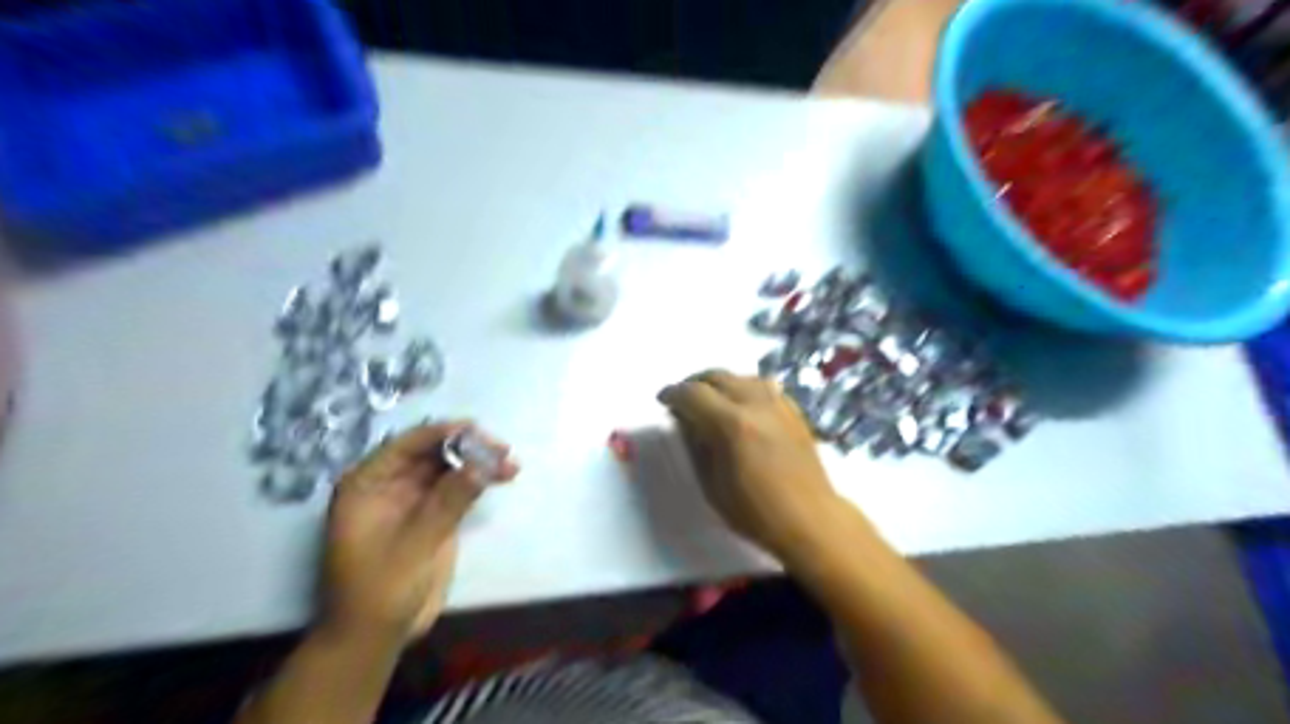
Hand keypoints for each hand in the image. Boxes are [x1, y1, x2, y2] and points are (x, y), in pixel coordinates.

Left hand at [319, 421, 516, 640]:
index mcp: (369, 483)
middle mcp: (390, 484)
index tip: (476, 429)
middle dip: (467, 448)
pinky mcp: (433, 515)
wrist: (376, 635)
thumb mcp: (415, 543)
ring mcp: (413, 500)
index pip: (407, 445)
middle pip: (432, 453)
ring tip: (510, 463)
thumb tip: (482, 463)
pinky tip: (504, 476)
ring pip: (450, 468)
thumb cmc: (380, 589)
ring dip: (479, 463)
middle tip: (501, 448)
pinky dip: (480, 481)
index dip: (442, 433)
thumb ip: (449, 501)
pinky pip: (458, 488)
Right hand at [656, 371, 849, 555]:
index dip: (673, 394)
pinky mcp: (793, 410)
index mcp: (732, 425)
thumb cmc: (755, 512)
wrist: (810, 519)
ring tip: (710, 398)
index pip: (693, 394)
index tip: (663, 400)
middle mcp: (755, 405)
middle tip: (682, 398)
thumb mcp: (712, 485)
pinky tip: (741, 404)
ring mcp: (778, 404)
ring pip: (741, 377)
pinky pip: (764, 386)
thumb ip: (695, 446)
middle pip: (717, 377)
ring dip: (720, 382)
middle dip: (694, 383)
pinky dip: (745, 388)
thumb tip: (685, 421)